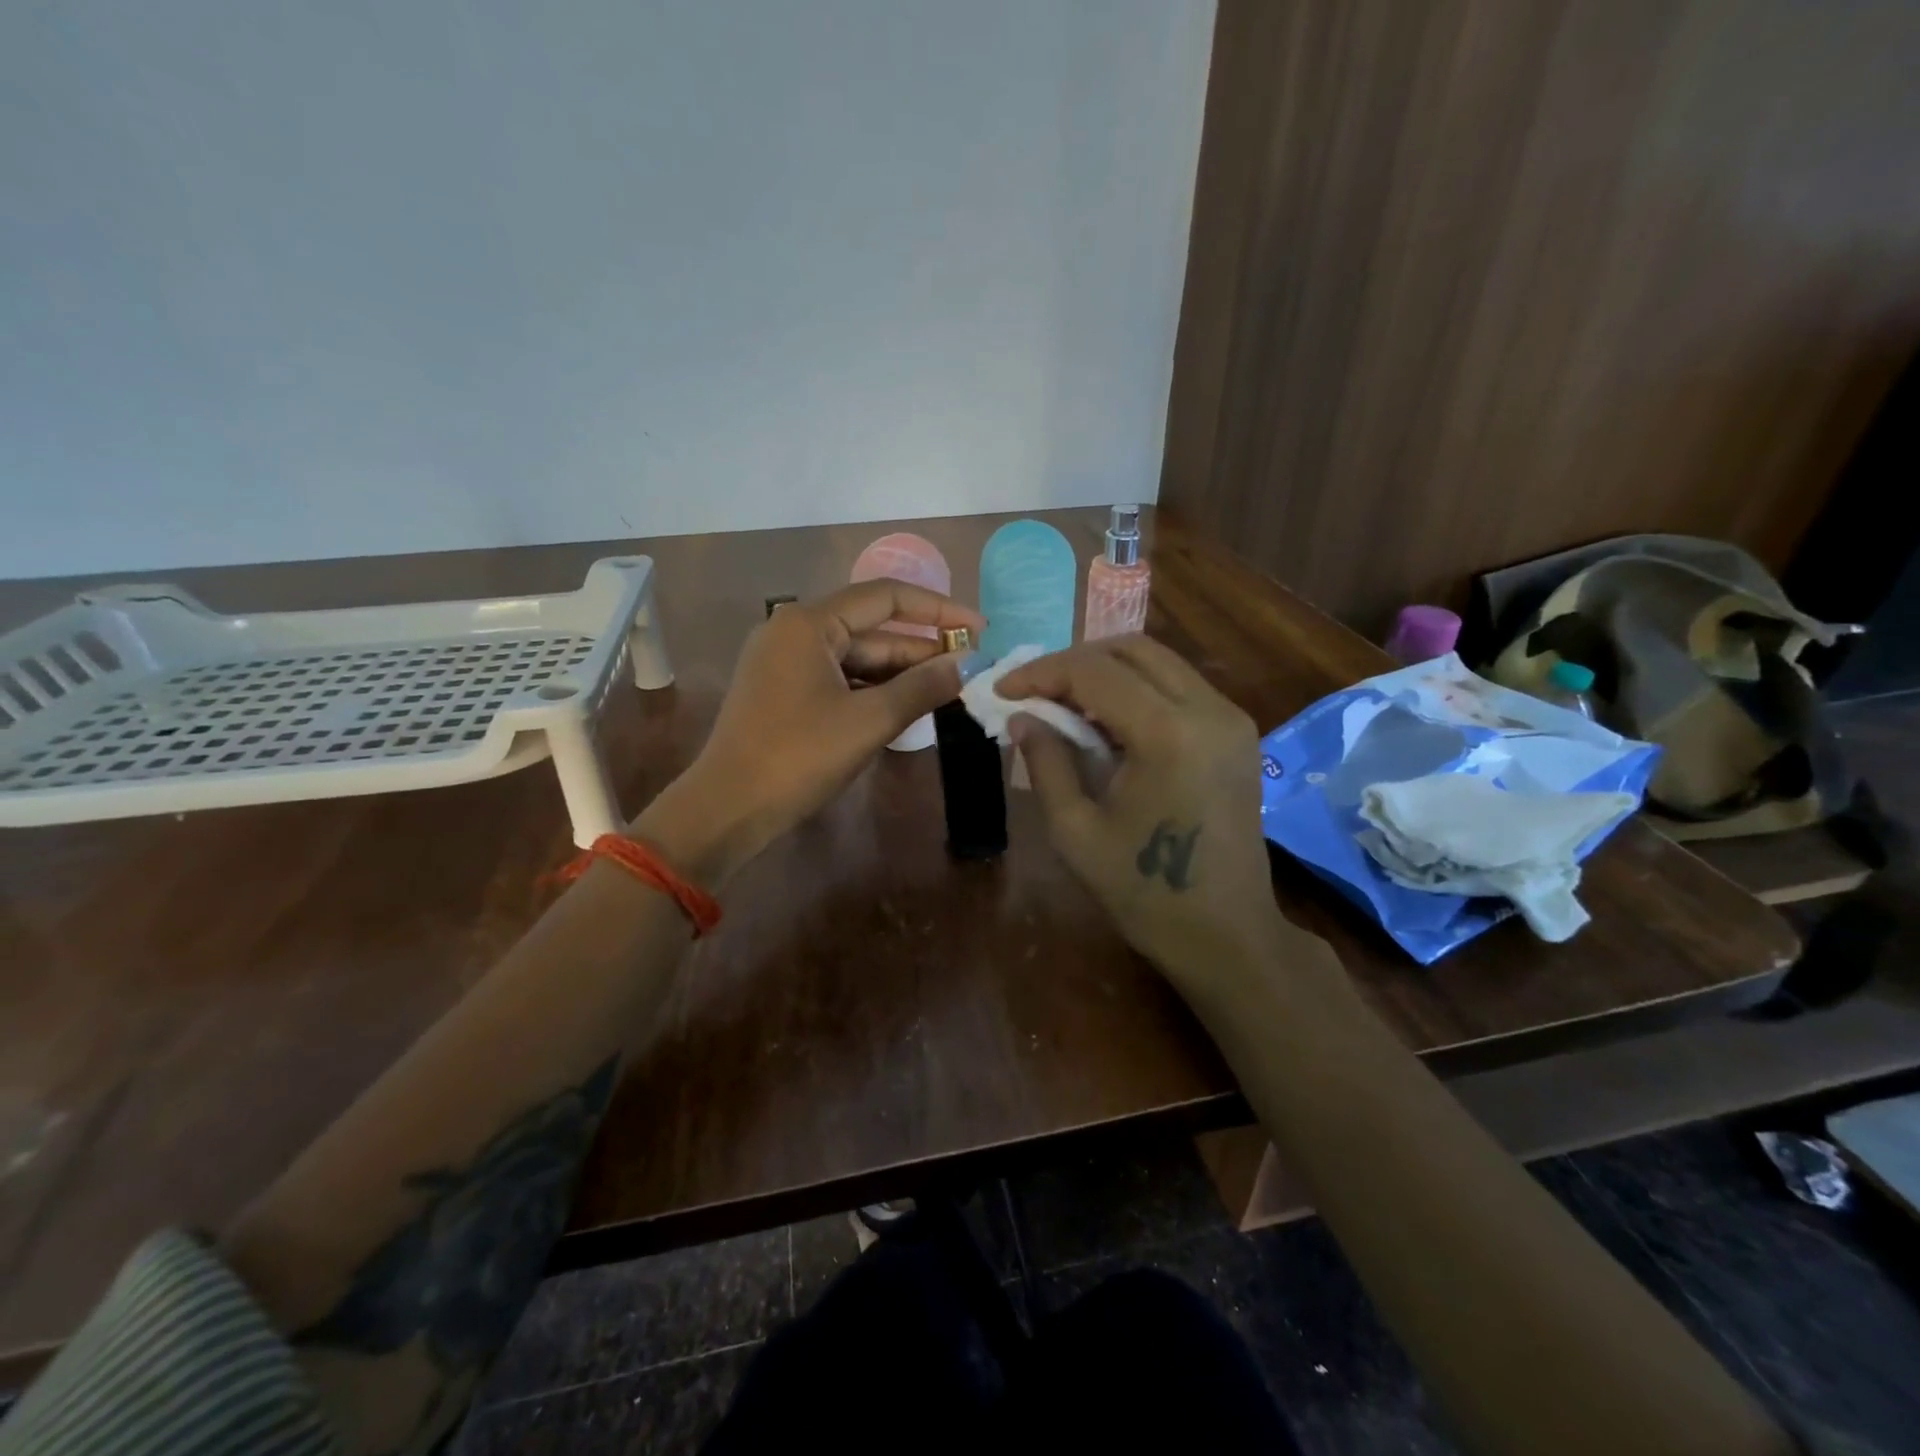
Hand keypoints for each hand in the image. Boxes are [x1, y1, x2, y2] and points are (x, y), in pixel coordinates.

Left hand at [637, 580, 983, 882]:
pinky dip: (874, 690)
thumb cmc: (799, 756)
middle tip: (970, 668)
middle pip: (872, 629)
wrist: (729, 808)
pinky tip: (907, 706)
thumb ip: (922, 686)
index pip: (887, 597)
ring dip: (901, 673)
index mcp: (810, 623)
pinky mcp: (784, 692)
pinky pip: (840, 679)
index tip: (979, 630)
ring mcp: (786, 662)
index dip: (939, 611)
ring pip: (857, 658)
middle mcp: (795, 631)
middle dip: (922, 648)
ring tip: (948, 689)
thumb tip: (967, 666)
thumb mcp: (869, 720)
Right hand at [1000, 636, 1285, 982]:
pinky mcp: (1238, 732)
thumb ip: (1046, 762)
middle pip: (1132, 649)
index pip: (1094, 672)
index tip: (1002, 690)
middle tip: (1033, 690)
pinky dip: (1136, 688)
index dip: (1041, 673)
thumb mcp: (1076, 831)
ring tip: (1063, 702)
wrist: (1227, 935)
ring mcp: (1231, 718)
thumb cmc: (1144, 893)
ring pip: (1159, 661)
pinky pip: (1179, 686)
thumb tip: (1021, 717)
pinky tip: (1106, 720)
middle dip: (1073, 661)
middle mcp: (1209, 710)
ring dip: (1106, 670)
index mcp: (1168, 734)